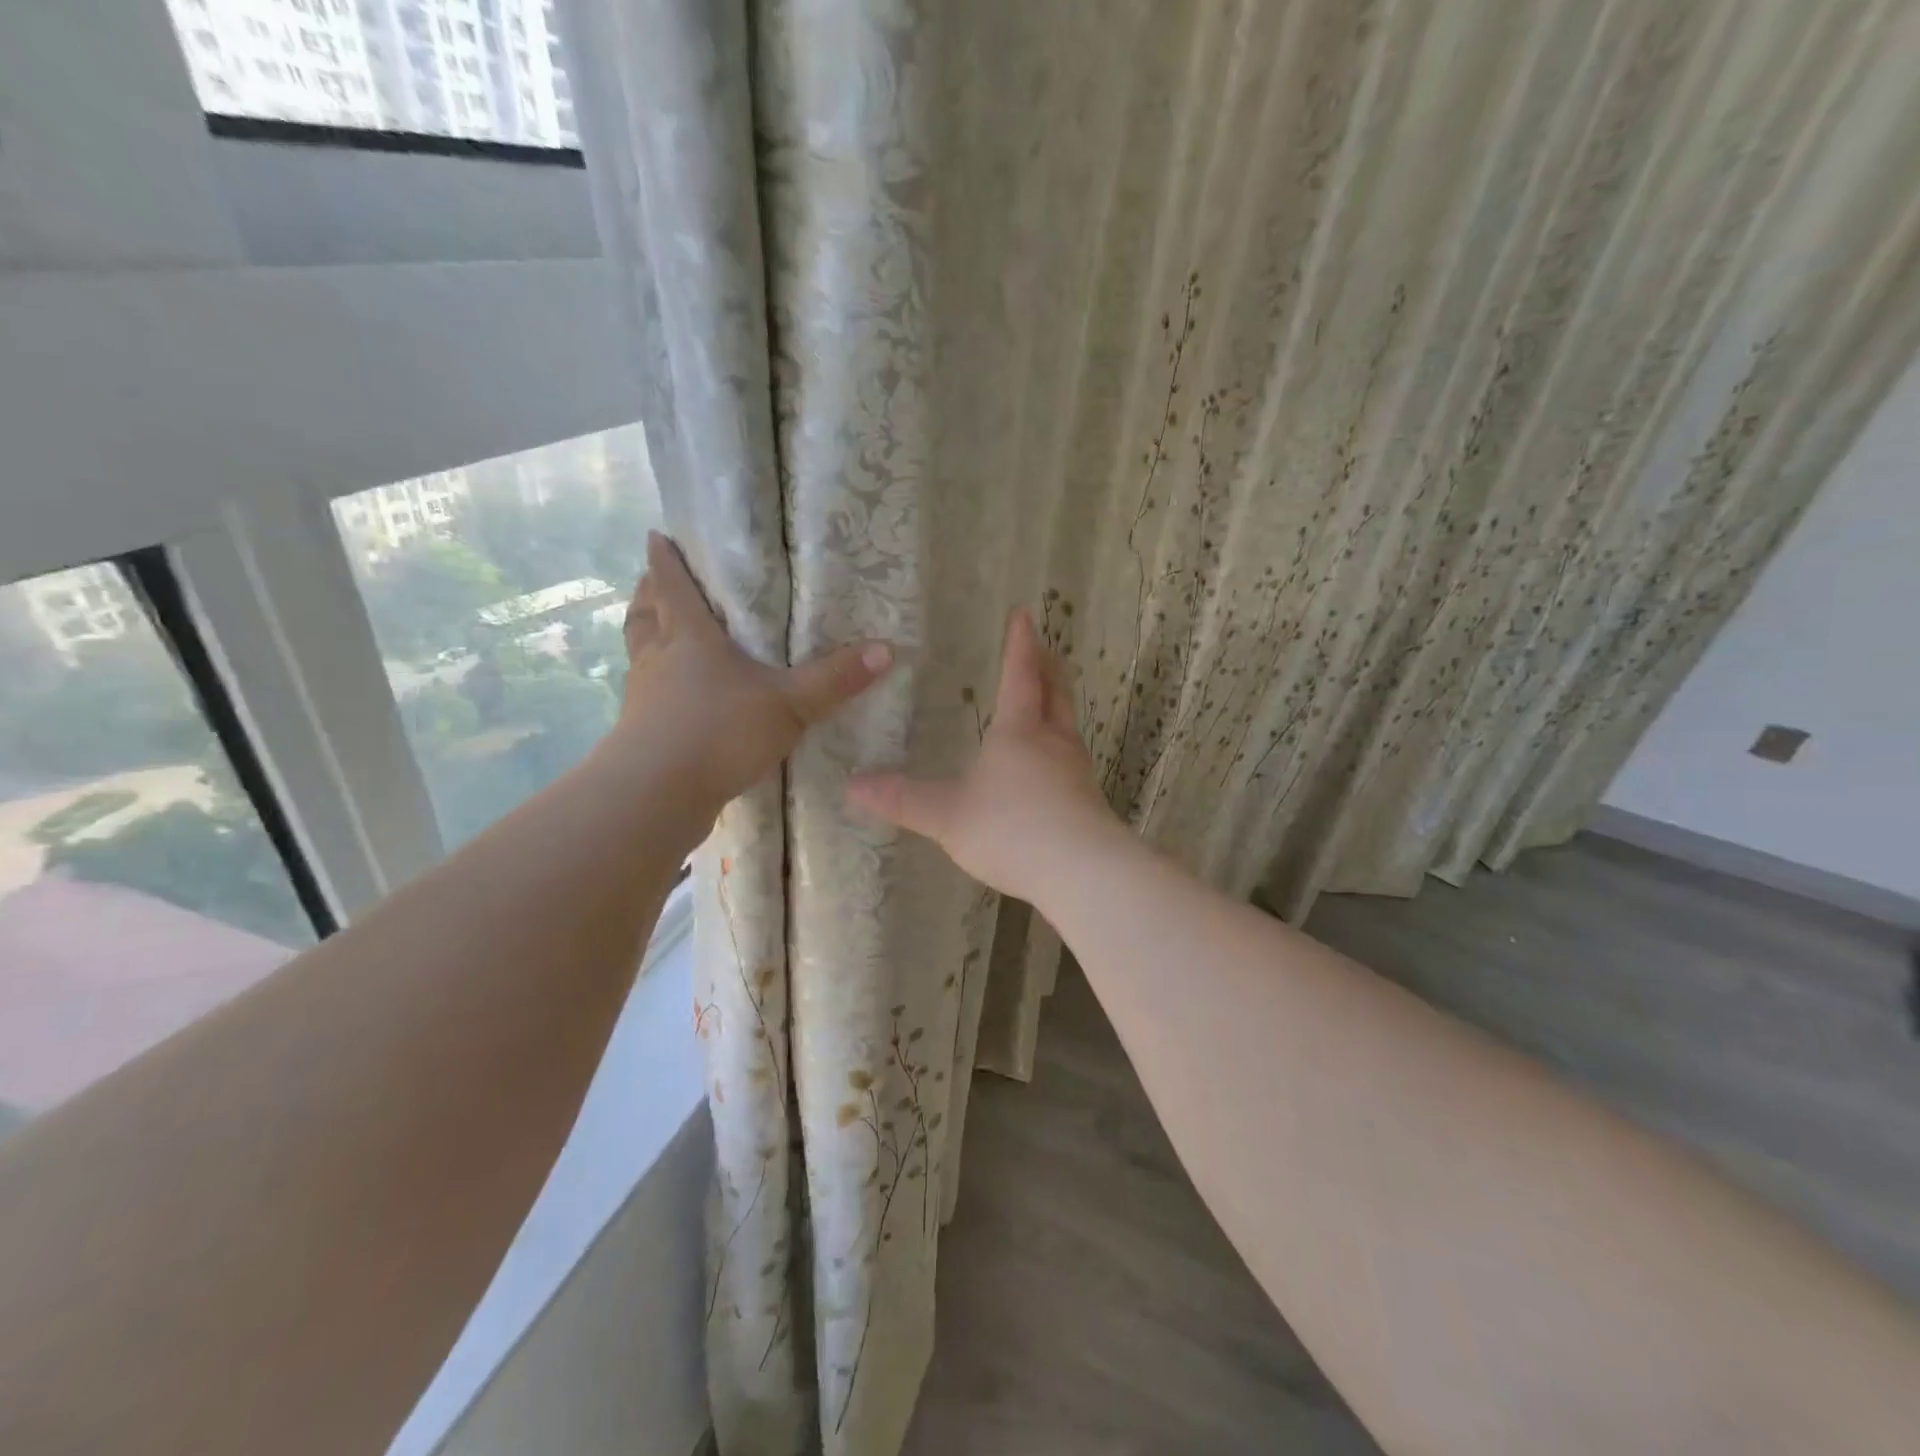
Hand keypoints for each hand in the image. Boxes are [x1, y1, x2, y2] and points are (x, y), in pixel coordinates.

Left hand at [617, 532, 893, 806]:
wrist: (657, 795)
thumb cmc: (719, 732)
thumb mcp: (789, 704)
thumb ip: (835, 679)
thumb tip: (887, 649)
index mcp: (688, 637)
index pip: (671, 585)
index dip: (664, 559)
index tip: (657, 536)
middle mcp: (658, 659)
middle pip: (645, 615)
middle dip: (649, 594)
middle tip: (655, 582)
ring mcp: (644, 697)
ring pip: (639, 654)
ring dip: (647, 638)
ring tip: (661, 635)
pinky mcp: (640, 733)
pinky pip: (646, 696)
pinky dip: (656, 686)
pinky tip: (675, 701)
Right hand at [847, 607, 1124, 899]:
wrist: (1083, 871)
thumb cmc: (1011, 829)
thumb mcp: (947, 815)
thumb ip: (902, 799)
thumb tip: (853, 785)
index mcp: (1019, 730)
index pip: (1021, 674)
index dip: (1020, 643)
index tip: (1024, 614)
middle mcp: (1053, 741)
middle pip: (1055, 691)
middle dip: (1047, 666)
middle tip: (1043, 648)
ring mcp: (1077, 770)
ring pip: (1067, 724)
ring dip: (1057, 704)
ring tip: (1046, 702)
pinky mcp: (1088, 800)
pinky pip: (1072, 759)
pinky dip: (1060, 746)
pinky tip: (1051, 767)